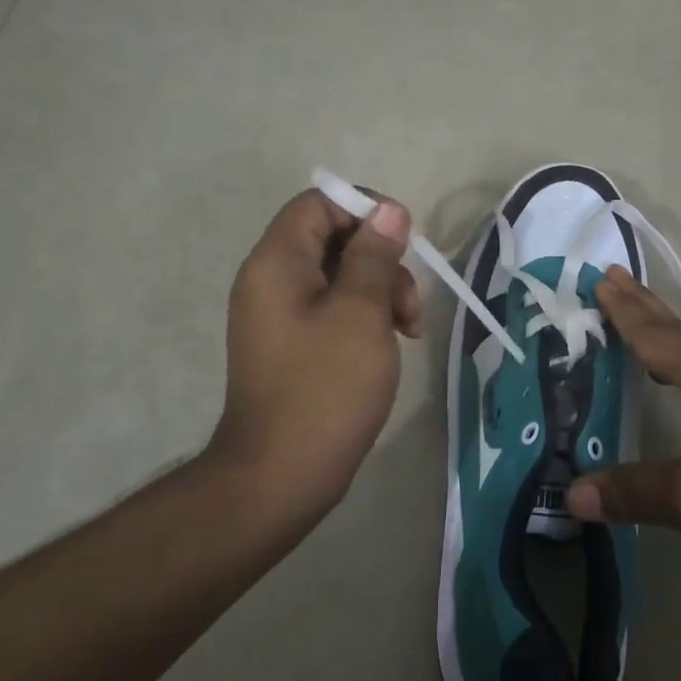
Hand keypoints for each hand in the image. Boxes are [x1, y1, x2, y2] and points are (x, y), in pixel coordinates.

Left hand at [212, 187, 421, 520]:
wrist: (280, 476)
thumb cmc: (325, 388)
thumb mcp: (360, 313)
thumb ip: (374, 256)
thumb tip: (389, 211)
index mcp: (277, 262)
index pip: (319, 203)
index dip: (365, 208)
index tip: (403, 238)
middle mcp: (271, 280)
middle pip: (333, 238)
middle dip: (381, 259)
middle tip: (408, 301)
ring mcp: (280, 315)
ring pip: (339, 275)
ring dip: (380, 290)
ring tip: (409, 329)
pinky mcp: (293, 344)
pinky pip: (333, 308)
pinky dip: (365, 316)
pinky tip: (392, 343)